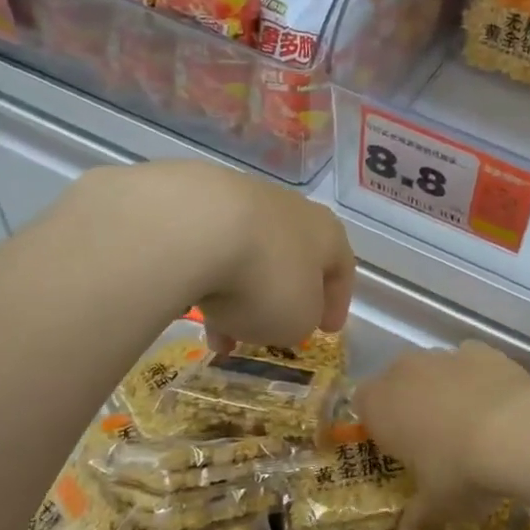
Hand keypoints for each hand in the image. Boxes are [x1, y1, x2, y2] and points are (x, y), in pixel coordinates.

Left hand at [62, 162, 354, 349]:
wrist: (193, 228)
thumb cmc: (265, 280)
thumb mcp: (297, 321)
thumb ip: (302, 320)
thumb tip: (289, 315)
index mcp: (326, 233)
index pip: (341, 269)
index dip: (337, 303)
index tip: (327, 330)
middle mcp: (289, 208)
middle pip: (290, 259)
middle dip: (279, 299)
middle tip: (267, 332)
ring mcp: (241, 197)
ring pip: (246, 254)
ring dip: (237, 292)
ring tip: (216, 330)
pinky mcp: (195, 197)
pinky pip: (209, 245)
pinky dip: (205, 274)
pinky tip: (188, 299)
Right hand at [356, 342, 529, 529]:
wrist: (517, 430)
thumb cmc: (458, 471)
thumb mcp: (436, 506)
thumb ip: (417, 522)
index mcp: (379, 405)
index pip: (362, 405)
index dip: (378, 426)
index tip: (399, 450)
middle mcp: (404, 372)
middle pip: (397, 384)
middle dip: (410, 407)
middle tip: (434, 442)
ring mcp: (443, 356)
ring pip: (434, 371)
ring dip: (443, 391)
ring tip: (472, 427)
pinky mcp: (480, 350)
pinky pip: (469, 363)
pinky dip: (477, 379)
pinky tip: (497, 406)